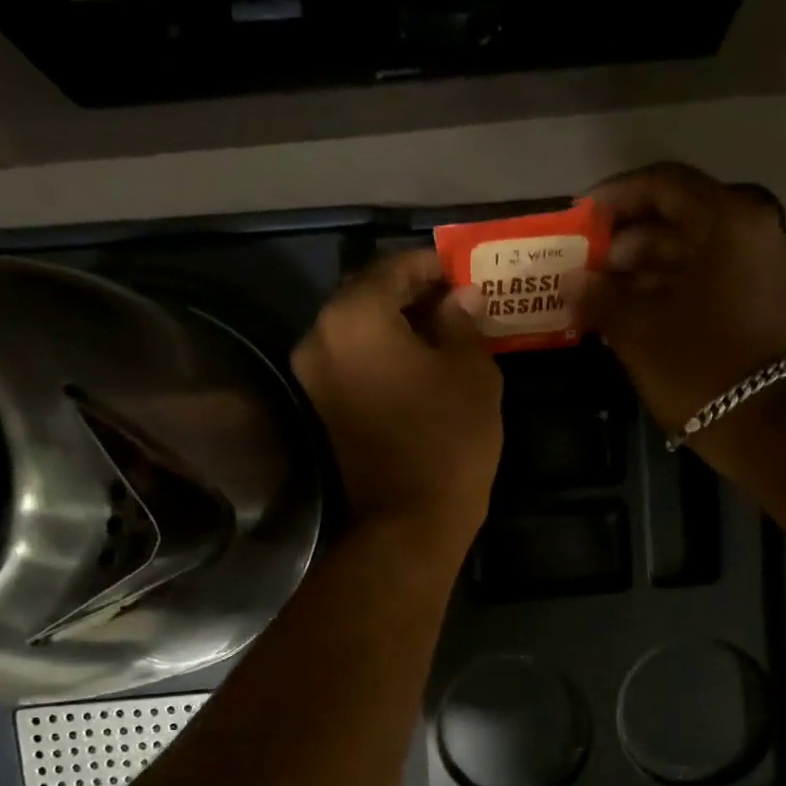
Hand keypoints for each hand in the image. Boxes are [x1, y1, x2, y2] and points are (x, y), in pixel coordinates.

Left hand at [292, 250, 502, 553]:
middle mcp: (320, 337)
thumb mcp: (471, 372)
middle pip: (367, 296)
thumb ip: (462, 321)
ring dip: (397, 324)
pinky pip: (353, 361)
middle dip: (411, 293)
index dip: (431, 265)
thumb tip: (459, 297)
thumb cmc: (448, 439)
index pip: (393, 268)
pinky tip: (420, 362)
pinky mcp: (322, 407)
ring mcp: (314, 375)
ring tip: (443, 331)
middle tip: (455, 299)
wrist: (409, 520)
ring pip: (358, 330)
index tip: (462, 270)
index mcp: (354, 316)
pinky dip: (382, 353)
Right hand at [573, 162, 785, 442]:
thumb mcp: (638, 330)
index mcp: (725, 220)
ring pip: (696, 250)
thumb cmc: (697, 367)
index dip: (616, 197)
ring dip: (648, 266)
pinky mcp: (767, 298)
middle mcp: (754, 228)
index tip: (582, 219)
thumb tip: (573, 281)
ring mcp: (766, 264)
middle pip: (680, 217)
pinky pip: (714, 275)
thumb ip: (600, 296)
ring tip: (605, 293)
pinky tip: (639, 310)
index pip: (663, 184)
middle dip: (629, 239)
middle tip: (588, 264)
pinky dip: (676, 284)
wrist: (764, 424)